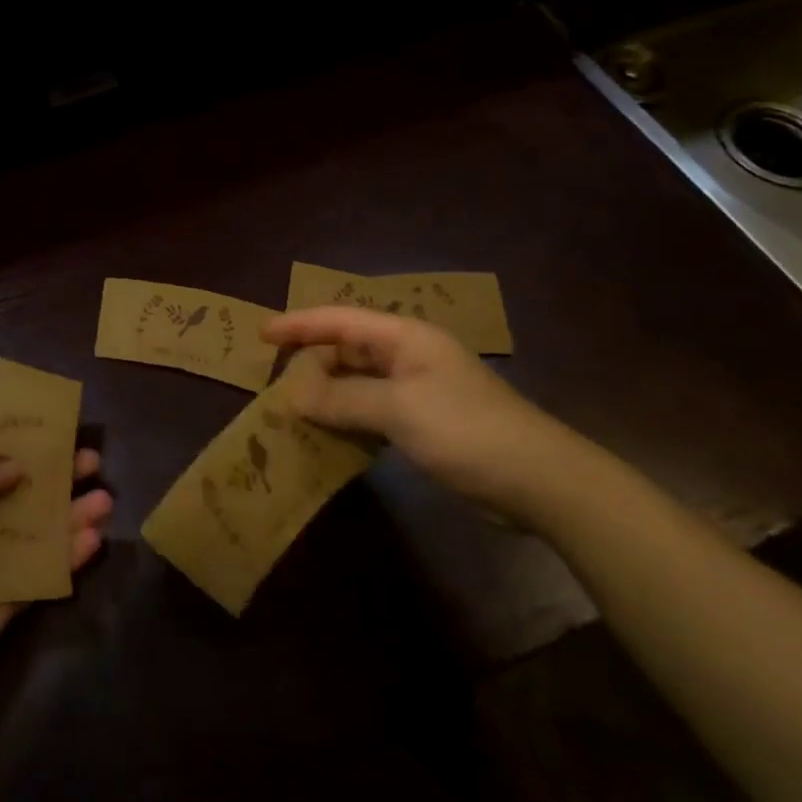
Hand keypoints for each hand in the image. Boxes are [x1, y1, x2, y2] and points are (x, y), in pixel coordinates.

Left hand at [0, 446, 112, 717]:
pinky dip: (69, 558)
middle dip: (58, 475)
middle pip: (25, 491)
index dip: (21, 438)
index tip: (56, 422)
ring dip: (72, 515)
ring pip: (41, 531)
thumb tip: (20, 468)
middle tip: (92, 462)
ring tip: (105, 500)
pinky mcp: (7, 601)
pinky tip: (94, 541)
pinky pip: (44, 573)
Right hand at [262, 307, 590, 523]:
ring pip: (358, 381)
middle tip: (276, 384)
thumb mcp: (397, 409)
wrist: (539, 481)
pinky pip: (372, 409)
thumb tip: (291, 395)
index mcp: (404, 337)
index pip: (340, 319)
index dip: (299, 324)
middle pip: (347, 348)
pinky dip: (348, 418)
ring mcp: (418, 389)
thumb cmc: (465, 430)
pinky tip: (330, 435)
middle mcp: (408, 355)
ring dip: (328, 394)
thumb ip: (341, 399)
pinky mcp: (424, 421)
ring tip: (293, 410)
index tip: (262, 335)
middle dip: (311, 363)